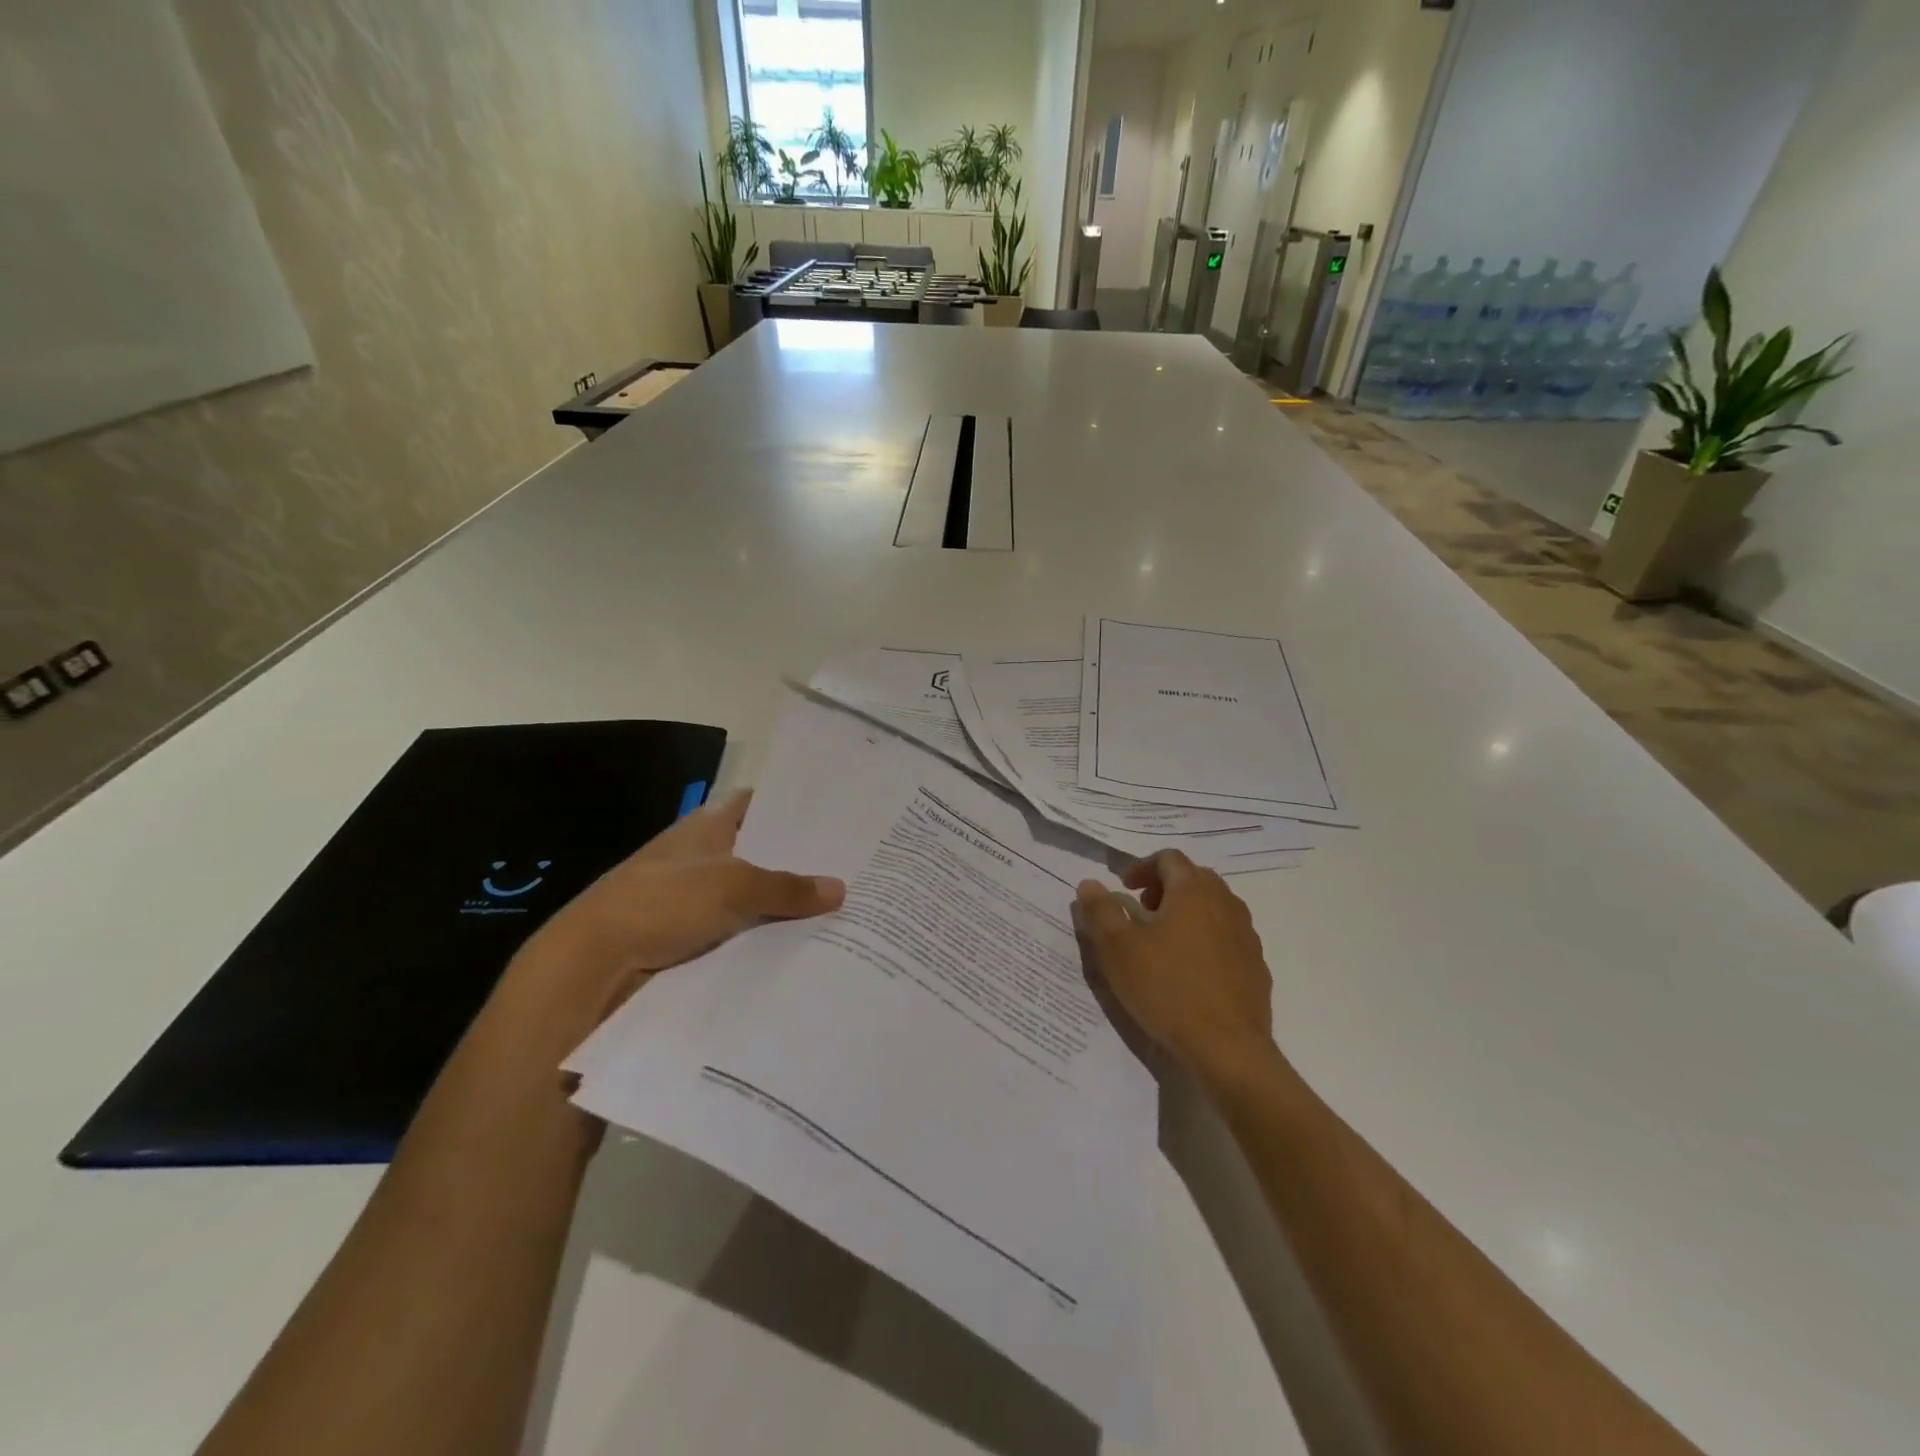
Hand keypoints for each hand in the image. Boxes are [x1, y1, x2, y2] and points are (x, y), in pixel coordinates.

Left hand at [508, 789, 844, 1036]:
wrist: (593, 965)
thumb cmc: (661, 903)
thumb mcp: (732, 887)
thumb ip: (786, 888)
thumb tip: (839, 889)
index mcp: (706, 827)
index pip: (754, 804)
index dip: (789, 806)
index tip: (831, 814)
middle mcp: (702, 858)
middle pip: (758, 853)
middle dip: (797, 860)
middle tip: (851, 868)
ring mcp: (694, 900)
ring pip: (751, 896)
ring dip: (783, 905)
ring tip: (841, 910)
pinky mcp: (689, 938)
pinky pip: (739, 931)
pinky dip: (764, 938)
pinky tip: (803, 947)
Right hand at [1071, 850, 1275, 1083]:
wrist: (1228, 1048)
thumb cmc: (1167, 989)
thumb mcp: (1118, 949)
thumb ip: (1101, 910)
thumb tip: (1089, 884)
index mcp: (1193, 891)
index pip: (1168, 858)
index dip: (1142, 867)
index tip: (1123, 889)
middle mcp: (1225, 903)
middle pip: (1194, 878)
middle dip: (1165, 887)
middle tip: (1142, 911)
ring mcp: (1246, 934)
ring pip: (1213, 907)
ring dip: (1187, 912)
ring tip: (1164, 942)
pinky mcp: (1255, 965)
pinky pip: (1227, 937)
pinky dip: (1206, 938)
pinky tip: (1190, 971)